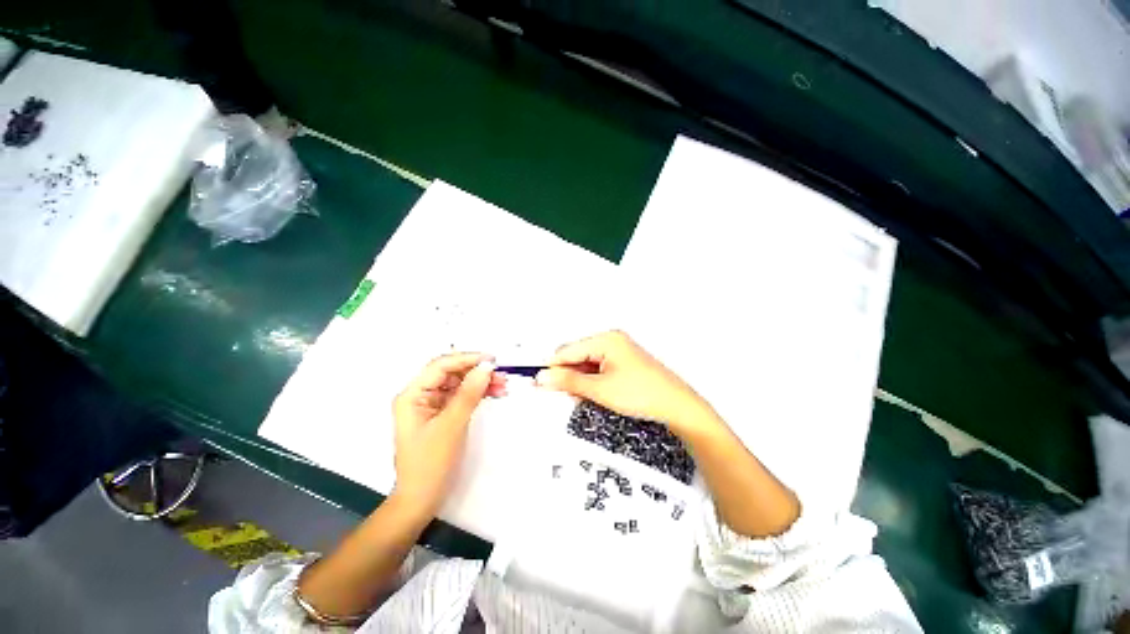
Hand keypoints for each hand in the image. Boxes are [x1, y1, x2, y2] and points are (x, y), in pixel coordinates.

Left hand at [391, 353, 504, 514]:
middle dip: (477, 371)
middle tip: (501, 374)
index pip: (441, 366)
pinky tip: (495, 393)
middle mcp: (420, 396)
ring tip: (503, 384)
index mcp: (412, 395)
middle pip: (451, 373)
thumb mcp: (451, 426)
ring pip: (459, 383)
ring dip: (480, 382)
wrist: (422, 499)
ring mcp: (432, 405)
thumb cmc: (430, 464)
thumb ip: (469, 394)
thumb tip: (486, 367)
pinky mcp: (442, 414)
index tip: (492, 360)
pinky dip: (478, 394)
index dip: (467, 359)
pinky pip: (462, 396)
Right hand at [535, 331, 715, 435]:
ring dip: (579, 380)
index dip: (551, 367)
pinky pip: (597, 369)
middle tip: (563, 395)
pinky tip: (593, 394)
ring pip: (586, 364)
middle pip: (576, 355)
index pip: (567, 350)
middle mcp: (611, 340)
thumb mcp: (600, 389)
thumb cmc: (642, 393)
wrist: (677, 407)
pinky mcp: (622, 363)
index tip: (538, 383)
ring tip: (583, 397)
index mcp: (605, 339)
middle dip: (567, 375)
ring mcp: (618, 351)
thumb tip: (543, 376)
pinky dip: (591, 381)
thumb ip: (568, 381)